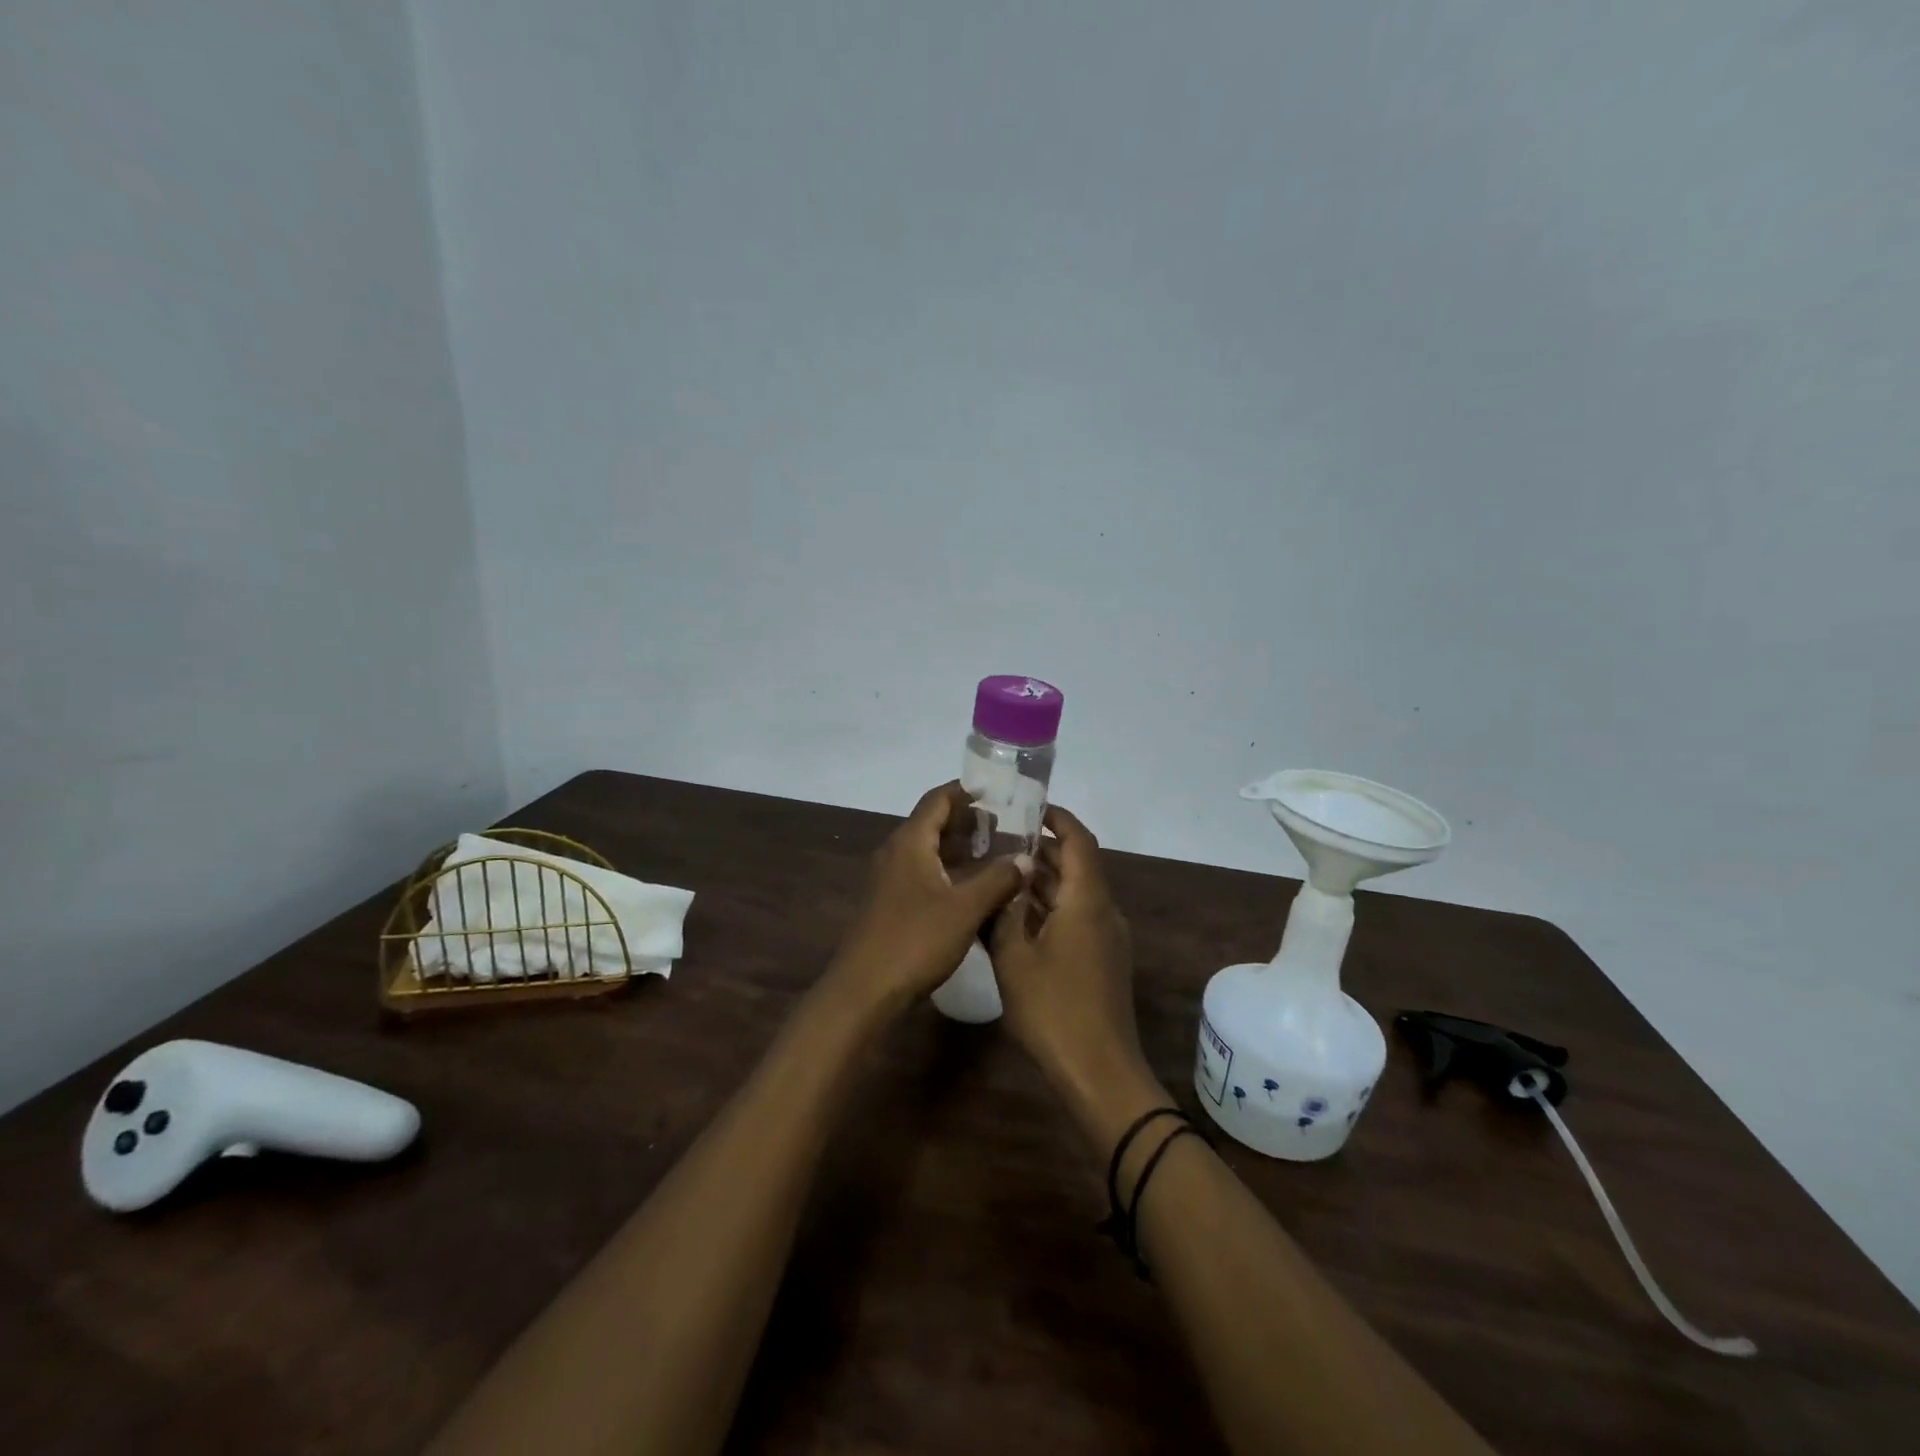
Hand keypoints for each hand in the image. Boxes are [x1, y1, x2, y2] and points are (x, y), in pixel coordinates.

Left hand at [828, 782, 1028, 1013]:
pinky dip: (950, 872)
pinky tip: (975, 889)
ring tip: (999, 854)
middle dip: (970, 822)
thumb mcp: (965, 908)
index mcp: (910, 842)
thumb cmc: (914, 940)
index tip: (999, 793)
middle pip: (934, 823)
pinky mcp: (891, 904)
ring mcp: (891, 880)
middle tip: (1008, 827)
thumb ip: (998, 879)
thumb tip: (1025, 858)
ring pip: (930, 851)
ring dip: (961, 849)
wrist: (864, 990)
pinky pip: (924, 874)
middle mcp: (896, 853)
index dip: (967, 792)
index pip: (938, 799)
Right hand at [989, 805, 1146, 1115]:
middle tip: (999, 842)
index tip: (1029, 807)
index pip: (1079, 840)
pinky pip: (1076, 918)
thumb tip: (1003, 881)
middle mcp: (1103, 911)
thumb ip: (1004, 913)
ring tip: (1000, 874)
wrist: (1099, 1071)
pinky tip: (1015, 918)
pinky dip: (1049, 908)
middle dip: (1041, 850)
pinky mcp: (1103, 961)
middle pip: (1076, 865)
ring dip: (1042, 882)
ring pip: (1074, 894)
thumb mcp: (1014, 958)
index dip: (1058, 819)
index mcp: (1087, 900)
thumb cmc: (1053, 1009)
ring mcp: (1106, 938)